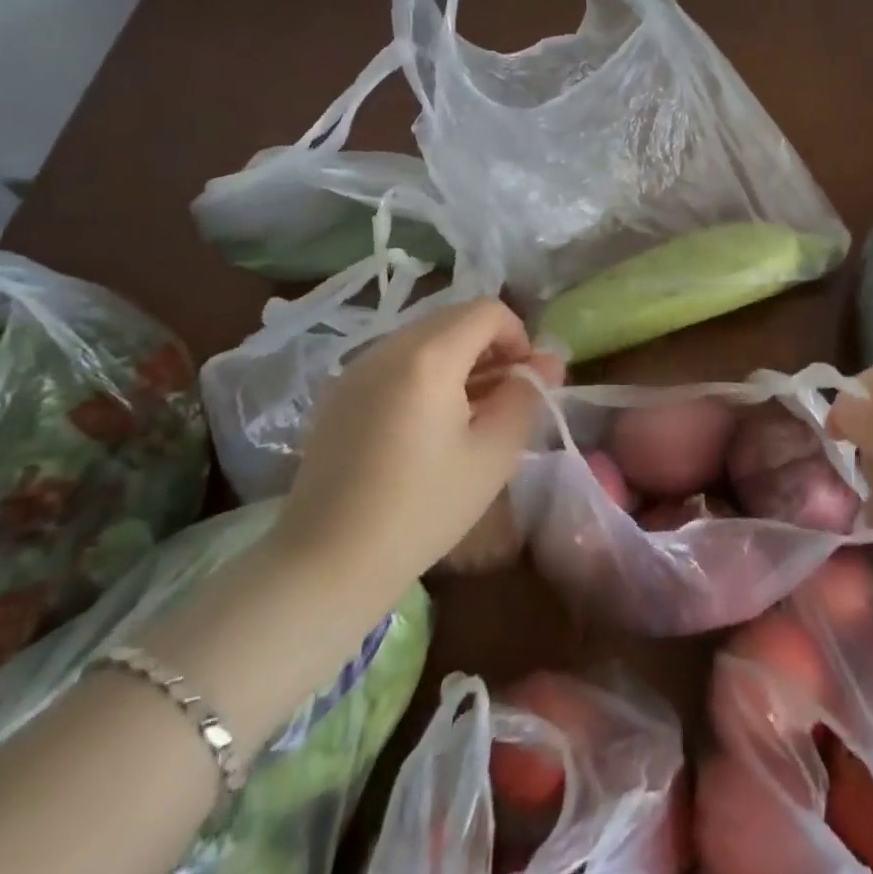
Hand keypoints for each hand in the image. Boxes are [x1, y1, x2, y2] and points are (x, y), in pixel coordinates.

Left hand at [271, 297, 563, 595]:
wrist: (327, 562)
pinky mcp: (339, 391)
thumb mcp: (493, 455)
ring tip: (468, 412)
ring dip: (458, 358)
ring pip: (424, 337)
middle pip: (455, 318)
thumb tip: (546, 363)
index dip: (518, 336)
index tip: (525, 380)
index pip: (487, 311)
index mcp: (429, 357)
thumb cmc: (422, 510)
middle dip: (490, 347)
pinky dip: (424, 373)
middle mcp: (388, 346)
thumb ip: (525, 397)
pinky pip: (396, 360)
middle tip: (504, 397)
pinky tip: (427, 423)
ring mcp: (357, 367)